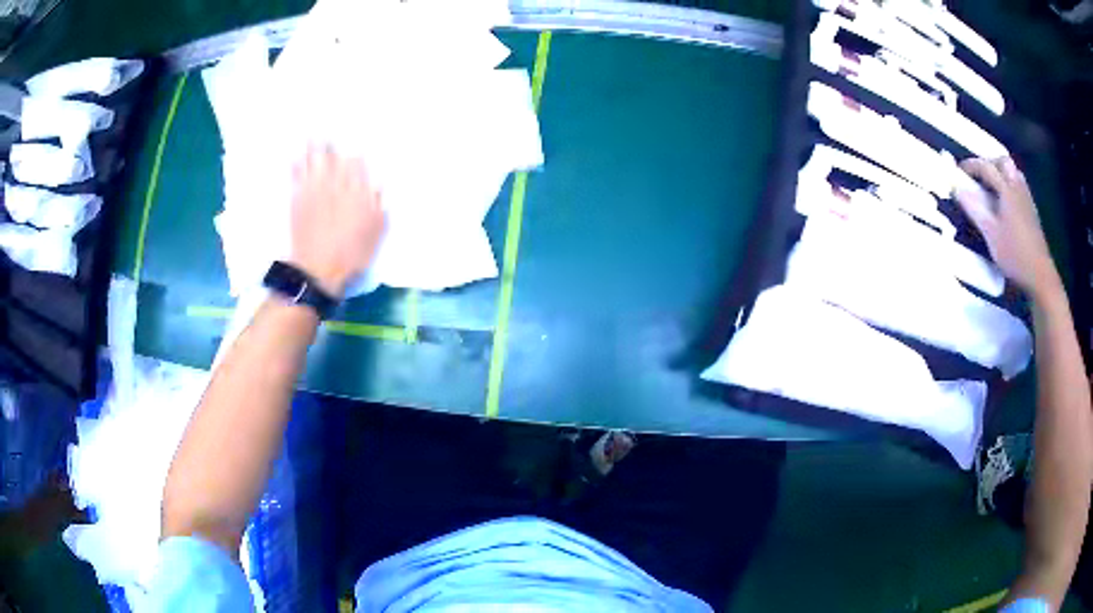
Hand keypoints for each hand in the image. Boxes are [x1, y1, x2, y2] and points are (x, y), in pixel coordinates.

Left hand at [289, 145, 385, 297]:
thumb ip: (377, 204)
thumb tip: (378, 181)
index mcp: (356, 190)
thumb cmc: (352, 254)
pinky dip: (295, 165)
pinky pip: (296, 176)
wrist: (319, 270)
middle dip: (331, 142)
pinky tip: (293, 156)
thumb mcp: (375, 230)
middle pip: (333, 156)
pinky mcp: (297, 200)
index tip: (353, 143)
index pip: (356, 162)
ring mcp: (314, 190)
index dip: (354, 152)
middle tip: (327, 126)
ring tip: (310, 132)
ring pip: (314, 161)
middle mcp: (335, 184)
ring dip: (312, 146)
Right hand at [955, 157, 1060, 301]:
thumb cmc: (1014, 255)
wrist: (1040, 275)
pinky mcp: (1031, 211)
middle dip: (989, 163)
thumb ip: (974, 208)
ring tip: (992, 185)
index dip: (971, 165)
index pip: (986, 167)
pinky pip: (1019, 185)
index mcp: (1006, 189)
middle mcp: (1017, 187)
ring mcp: (1027, 199)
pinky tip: (1006, 200)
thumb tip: (956, 187)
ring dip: (1001, 172)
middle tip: (979, 175)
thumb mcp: (990, 234)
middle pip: (1003, 162)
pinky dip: (1009, 184)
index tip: (959, 170)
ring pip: (1013, 172)